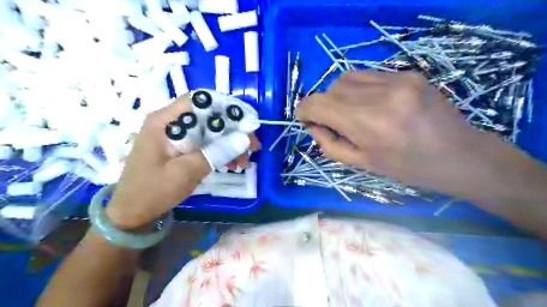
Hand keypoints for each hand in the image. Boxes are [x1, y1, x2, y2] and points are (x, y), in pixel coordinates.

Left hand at [108, 95, 258, 227]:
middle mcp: (171, 123)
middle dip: (234, 130)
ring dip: (230, 143)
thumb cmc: (153, 191)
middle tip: (253, 146)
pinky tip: (232, 164)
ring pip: (211, 131)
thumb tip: (244, 138)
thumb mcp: (185, 172)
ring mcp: (177, 136)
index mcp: (165, 121)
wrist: (132, 213)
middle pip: (209, 116)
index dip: (226, 107)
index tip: (247, 123)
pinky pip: (206, 143)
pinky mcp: (182, 148)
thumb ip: (215, 153)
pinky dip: (221, 152)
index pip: (199, 100)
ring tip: (245, 162)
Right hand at [297, 71, 505, 196]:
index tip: (305, 119)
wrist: (459, 156)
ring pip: (347, 78)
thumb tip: (313, 125)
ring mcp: (397, 80)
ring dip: (339, 95)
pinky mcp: (408, 74)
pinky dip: (358, 89)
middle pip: (331, 88)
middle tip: (331, 122)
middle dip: (323, 105)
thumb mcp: (362, 164)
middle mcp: (380, 95)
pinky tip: (371, 104)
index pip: (318, 104)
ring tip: (351, 112)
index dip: (305, 110)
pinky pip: (368, 76)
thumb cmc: (408, 168)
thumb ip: (330, 144)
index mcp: (368, 123)